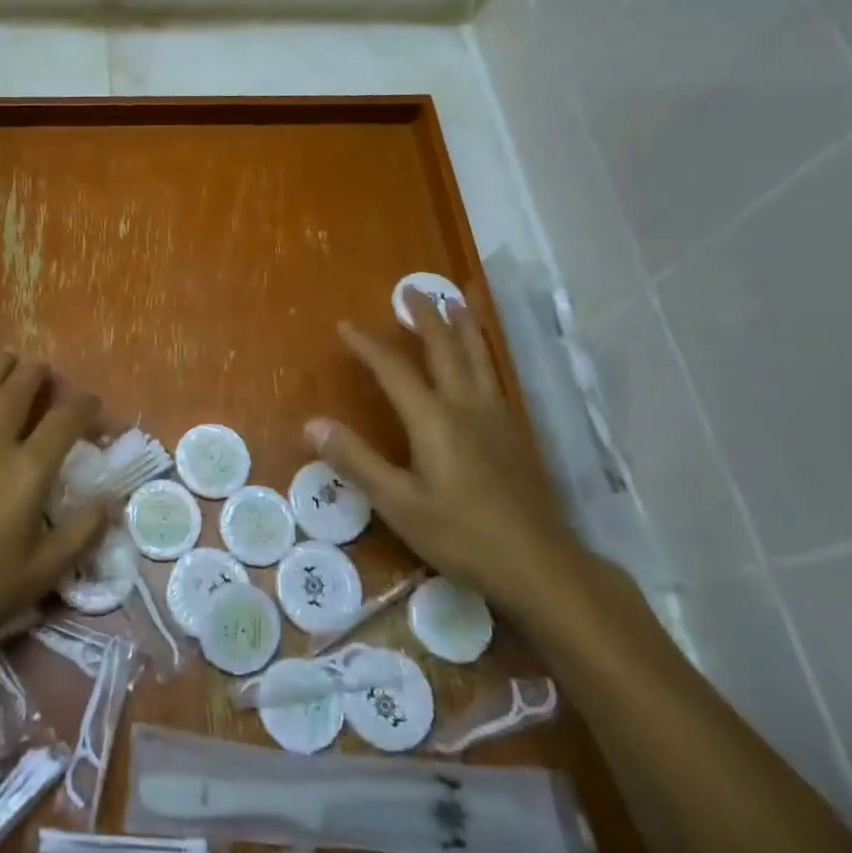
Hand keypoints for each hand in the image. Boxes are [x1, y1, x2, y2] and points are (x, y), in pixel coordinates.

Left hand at [0, 353, 105, 676]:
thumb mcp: (42, 573)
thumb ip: (82, 533)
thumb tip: (112, 502)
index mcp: (26, 472)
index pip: (64, 422)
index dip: (84, 406)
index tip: (93, 403)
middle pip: (17, 392)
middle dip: (36, 375)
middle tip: (45, 368)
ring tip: (8, 359)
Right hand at [305, 289, 587, 614]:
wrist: (539, 563)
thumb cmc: (461, 535)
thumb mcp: (398, 503)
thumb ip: (356, 460)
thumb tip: (312, 424)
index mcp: (434, 419)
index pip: (394, 369)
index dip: (368, 345)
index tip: (346, 326)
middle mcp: (466, 406)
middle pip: (445, 349)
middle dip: (426, 317)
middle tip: (412, 289)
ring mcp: (496, 417)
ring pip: (479, 357)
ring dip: (464, 326)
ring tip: (458, 300)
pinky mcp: (513, 433)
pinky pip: (495, 376)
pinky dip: (484, 353)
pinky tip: (484, 360)